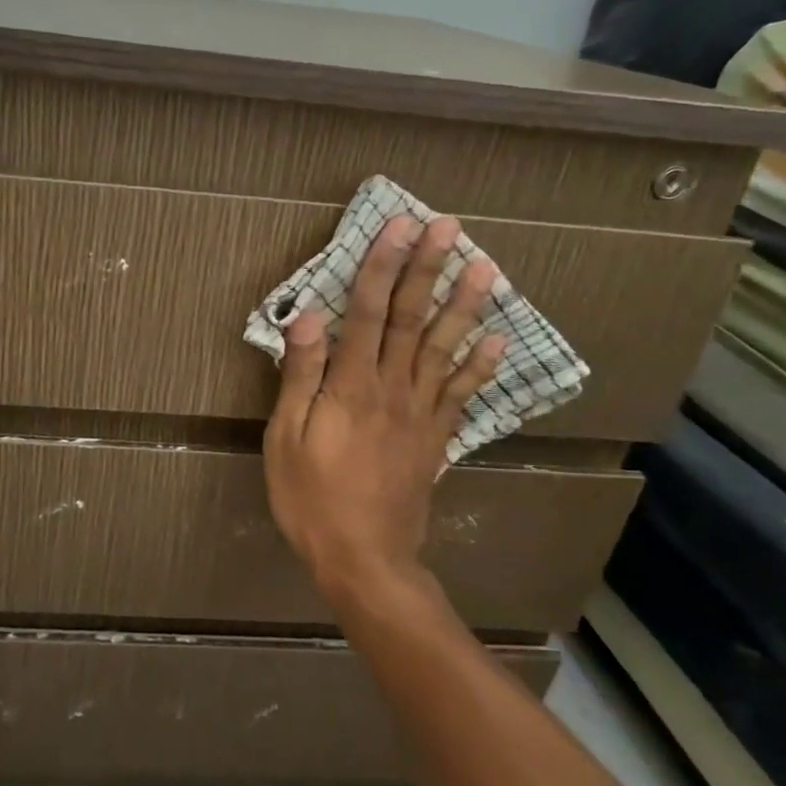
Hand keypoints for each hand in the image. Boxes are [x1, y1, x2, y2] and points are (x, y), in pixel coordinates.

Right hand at [262, 214, 503, 602]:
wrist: (365, 558)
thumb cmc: (311, 498)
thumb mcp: (286, 438)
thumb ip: (300, 376)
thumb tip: (309, 316)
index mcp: (353, 386)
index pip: (369, 312)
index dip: (383, 266)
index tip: (399, 226)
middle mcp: (394, 389)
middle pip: (414, 319)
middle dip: (430, 269)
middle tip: (449, 227)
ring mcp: (421, 413)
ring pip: (446, 348)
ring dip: (465, 305)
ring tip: (486, 268)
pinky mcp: (436, 438)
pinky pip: (462, 394)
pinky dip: (481, 365)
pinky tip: (498, 339)